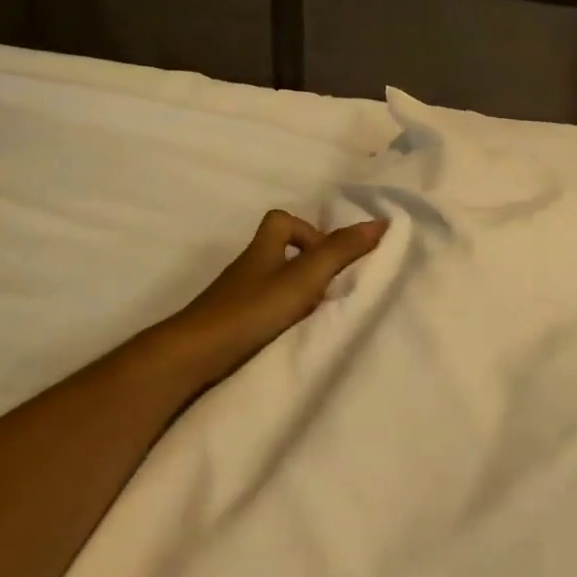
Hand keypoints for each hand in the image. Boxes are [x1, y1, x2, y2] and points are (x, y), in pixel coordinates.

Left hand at [156, 210, 387, 390]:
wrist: (195, 356)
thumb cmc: (252, 309)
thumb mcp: (304, 277)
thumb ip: (340, 251)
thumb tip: (380, 222)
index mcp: (262, 250)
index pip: (281, 221)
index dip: (307, 230)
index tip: (328, 257)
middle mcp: (247, 270)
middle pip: (277, 253)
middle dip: (306, 267)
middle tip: (329, 291)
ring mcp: (234, 299)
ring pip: (270, 285)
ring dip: (295, 296)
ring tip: (317, 317)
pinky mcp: (229, 327)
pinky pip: (261, 313)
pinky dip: (280, 319)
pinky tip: (292, 337)